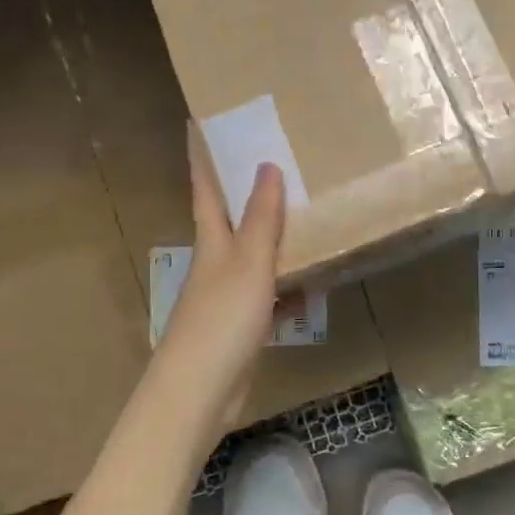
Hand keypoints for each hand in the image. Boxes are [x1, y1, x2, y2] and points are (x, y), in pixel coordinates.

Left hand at [151, 131, 286, 433]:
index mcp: (212, 239)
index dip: (202, 156)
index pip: (205, 187)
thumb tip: (267, 165)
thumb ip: (261, 218)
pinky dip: (290, 287)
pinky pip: (272, 295)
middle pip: (233, 218)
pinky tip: (315, 281)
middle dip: (248, 191)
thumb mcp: (248, 263)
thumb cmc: (221, 318)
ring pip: (257, 256)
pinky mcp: (244, 324)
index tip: (200, 123)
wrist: (200, 391)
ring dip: (276, 238)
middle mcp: (217, 260)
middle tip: (278, 159)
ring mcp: (230, 294)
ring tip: (307, 213)